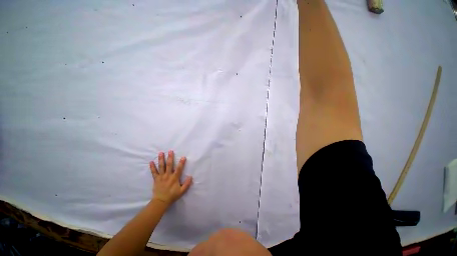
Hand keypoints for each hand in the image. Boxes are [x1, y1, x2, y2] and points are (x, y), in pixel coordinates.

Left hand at [150, 150, 191, 205]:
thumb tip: (190, 176)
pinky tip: (151, 162)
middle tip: (170, 151)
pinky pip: (153, 172)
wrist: (161, 201)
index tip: (183, 157)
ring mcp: (161, 177)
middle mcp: (168, 175)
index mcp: (174, 178)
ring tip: (161, 153)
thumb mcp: (182, 191)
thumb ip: (187, 184)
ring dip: (161, 159)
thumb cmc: (172, 196)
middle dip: (170, 157)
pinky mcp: (156, 179)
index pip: (179, 169)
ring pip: (161, 166)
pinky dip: (152, 167)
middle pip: (169, 165)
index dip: (181, 163)